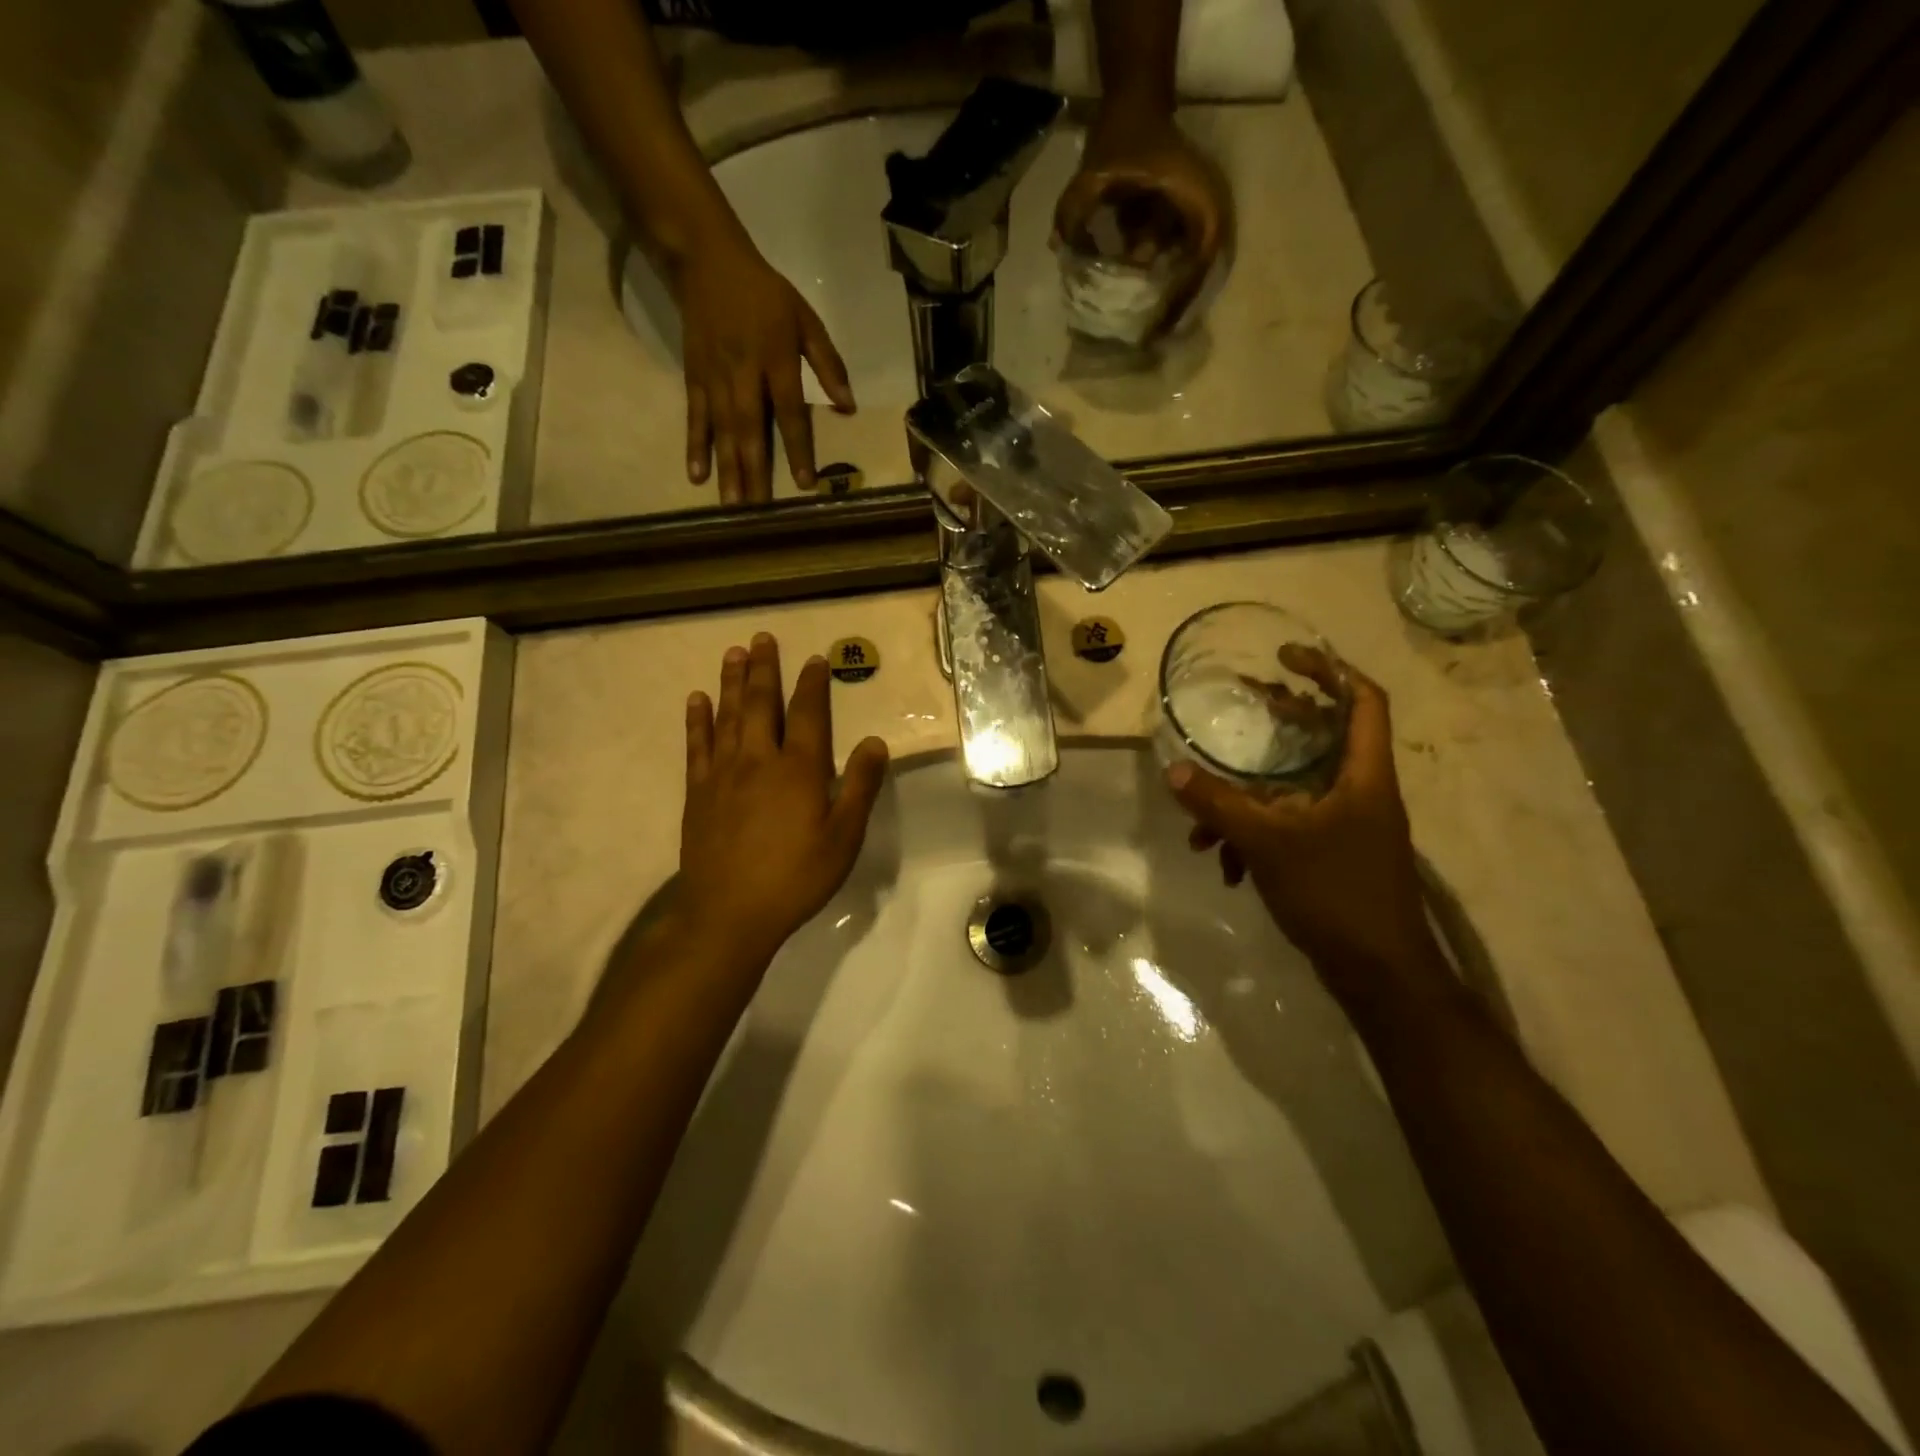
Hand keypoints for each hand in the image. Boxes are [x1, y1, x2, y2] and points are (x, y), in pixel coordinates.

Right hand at [674, 237, 855, 502]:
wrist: (707, 259)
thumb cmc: (767, 294)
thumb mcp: (806, 320)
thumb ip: (828, 364)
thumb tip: (849, 408)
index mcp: (777, 359)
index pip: (791, 413)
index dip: (799, 449)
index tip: (805, 484)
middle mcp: (744, 373)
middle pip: (751, 428)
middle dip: (755, 469)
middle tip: (759, 509)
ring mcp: (715, 376)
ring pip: (722, 429)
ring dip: (727, 468)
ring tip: (732, 503)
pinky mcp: (694, 376)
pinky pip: (695, 416)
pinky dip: (695, 445)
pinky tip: (696, 475)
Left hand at [679, 634, 888, 964]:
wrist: (730, 913)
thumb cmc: (796, 877)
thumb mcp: (843, 837)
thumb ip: (860, 786)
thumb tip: (876, 741)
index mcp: (798, 769)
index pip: (807, 714)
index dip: (812, 684)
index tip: (815, 659)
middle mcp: (758, 760)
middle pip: (761, 704)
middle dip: (765, 669)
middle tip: (762, 638)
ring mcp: (723, 774)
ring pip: (727, 716)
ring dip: (731, 682)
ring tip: (733, 653)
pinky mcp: (699, 792)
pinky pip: (697, 745)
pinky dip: (698, 720)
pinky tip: (696, 700)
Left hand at [1053, 108, 1230, 334]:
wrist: (1137, 98)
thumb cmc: (1121, 135)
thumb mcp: (1093, 174)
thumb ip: (1073, 210)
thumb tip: (1058, 250)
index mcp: (1199, 200)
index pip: (1198, 265)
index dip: (1178, 301)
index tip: (1157, 330)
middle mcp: (1210, 209)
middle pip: (1201, 276)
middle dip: (1176, 308)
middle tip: (1152, 339)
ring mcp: (1203, 214)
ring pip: (1192, 270)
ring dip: (1170, 296)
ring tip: (1148, 328)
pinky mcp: (1190, 219)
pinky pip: (1181, 258)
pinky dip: (1163, 278)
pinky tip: (1140, 299)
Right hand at [1166, 661, 1447, 1004]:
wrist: (1380, 974)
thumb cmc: (1335, 893)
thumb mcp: (1268, 843)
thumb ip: (1219, 804)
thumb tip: (1173, 770)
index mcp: (1363, 776)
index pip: (1364, 702)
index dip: (1330, 670)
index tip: (1287, 656)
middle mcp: (1361, 793)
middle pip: (1325, 737)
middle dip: (1282, 720)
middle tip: (1247, 700)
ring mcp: (1349, 827)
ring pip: (1295, 792)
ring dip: (1248, 800)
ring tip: (1203, 825)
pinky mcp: (1334, 857)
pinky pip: (1290, 829)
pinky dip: (1256, 837)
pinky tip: (1226, 866)